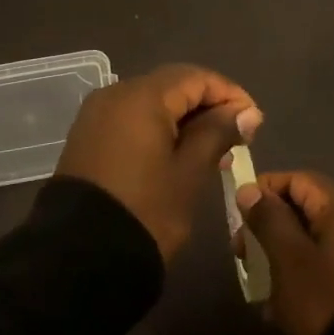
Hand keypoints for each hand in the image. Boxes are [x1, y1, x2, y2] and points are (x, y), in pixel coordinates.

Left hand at [56, 64, 261, 261]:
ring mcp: (97, 114)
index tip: (255, 122)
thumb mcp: (189, 173)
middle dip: (207, 105)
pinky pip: (131, 118)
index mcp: (141, 96)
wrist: (79, 256)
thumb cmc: (145, 211)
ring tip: (214, 149)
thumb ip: (217, 133)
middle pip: (172, 86)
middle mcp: (115, 93)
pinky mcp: (88, 135)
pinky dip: (158, 128)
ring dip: (184, 118)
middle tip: (237, 136)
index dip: (229, 95)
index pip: (195, 78)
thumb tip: (247, 112)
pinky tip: (178, 153)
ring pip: (151, 102)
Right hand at [235, 171, 333, 334]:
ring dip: (281, 256)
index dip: (264, 190)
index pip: (297, 179)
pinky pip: (325, 268)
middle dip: (268, 228)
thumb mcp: (287, 257)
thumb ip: (267, 218)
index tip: (238, 215)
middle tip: (242, 254)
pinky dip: (300, 278)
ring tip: (258, 285)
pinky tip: (281, 308)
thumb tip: (250, 190)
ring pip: (311, 243)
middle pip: (304, 211)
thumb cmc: (326, 298)